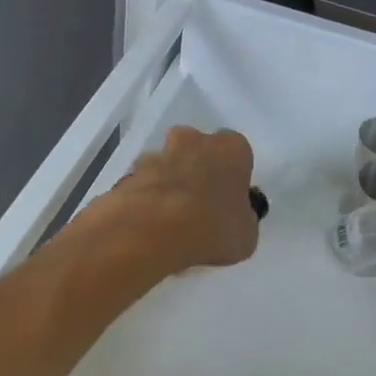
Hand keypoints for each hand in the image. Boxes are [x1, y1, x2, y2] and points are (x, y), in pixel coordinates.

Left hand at [104, 125, 259, 270]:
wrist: (153, 230)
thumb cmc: (212, 227)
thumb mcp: (246, 235)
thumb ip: (242, 219)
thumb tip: (236, 218)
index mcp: (231, 148)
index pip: (237, 153)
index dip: (232, 177)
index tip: (228, 200)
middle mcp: (194, 140)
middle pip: (197, 149)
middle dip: (197, 170)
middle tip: (199, 206)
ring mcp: (158, 154)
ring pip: (167, 163)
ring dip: (169, 183)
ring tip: (169, 220)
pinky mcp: (129, 173)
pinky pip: (143, 183)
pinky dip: (146, 198)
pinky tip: (148, 224)